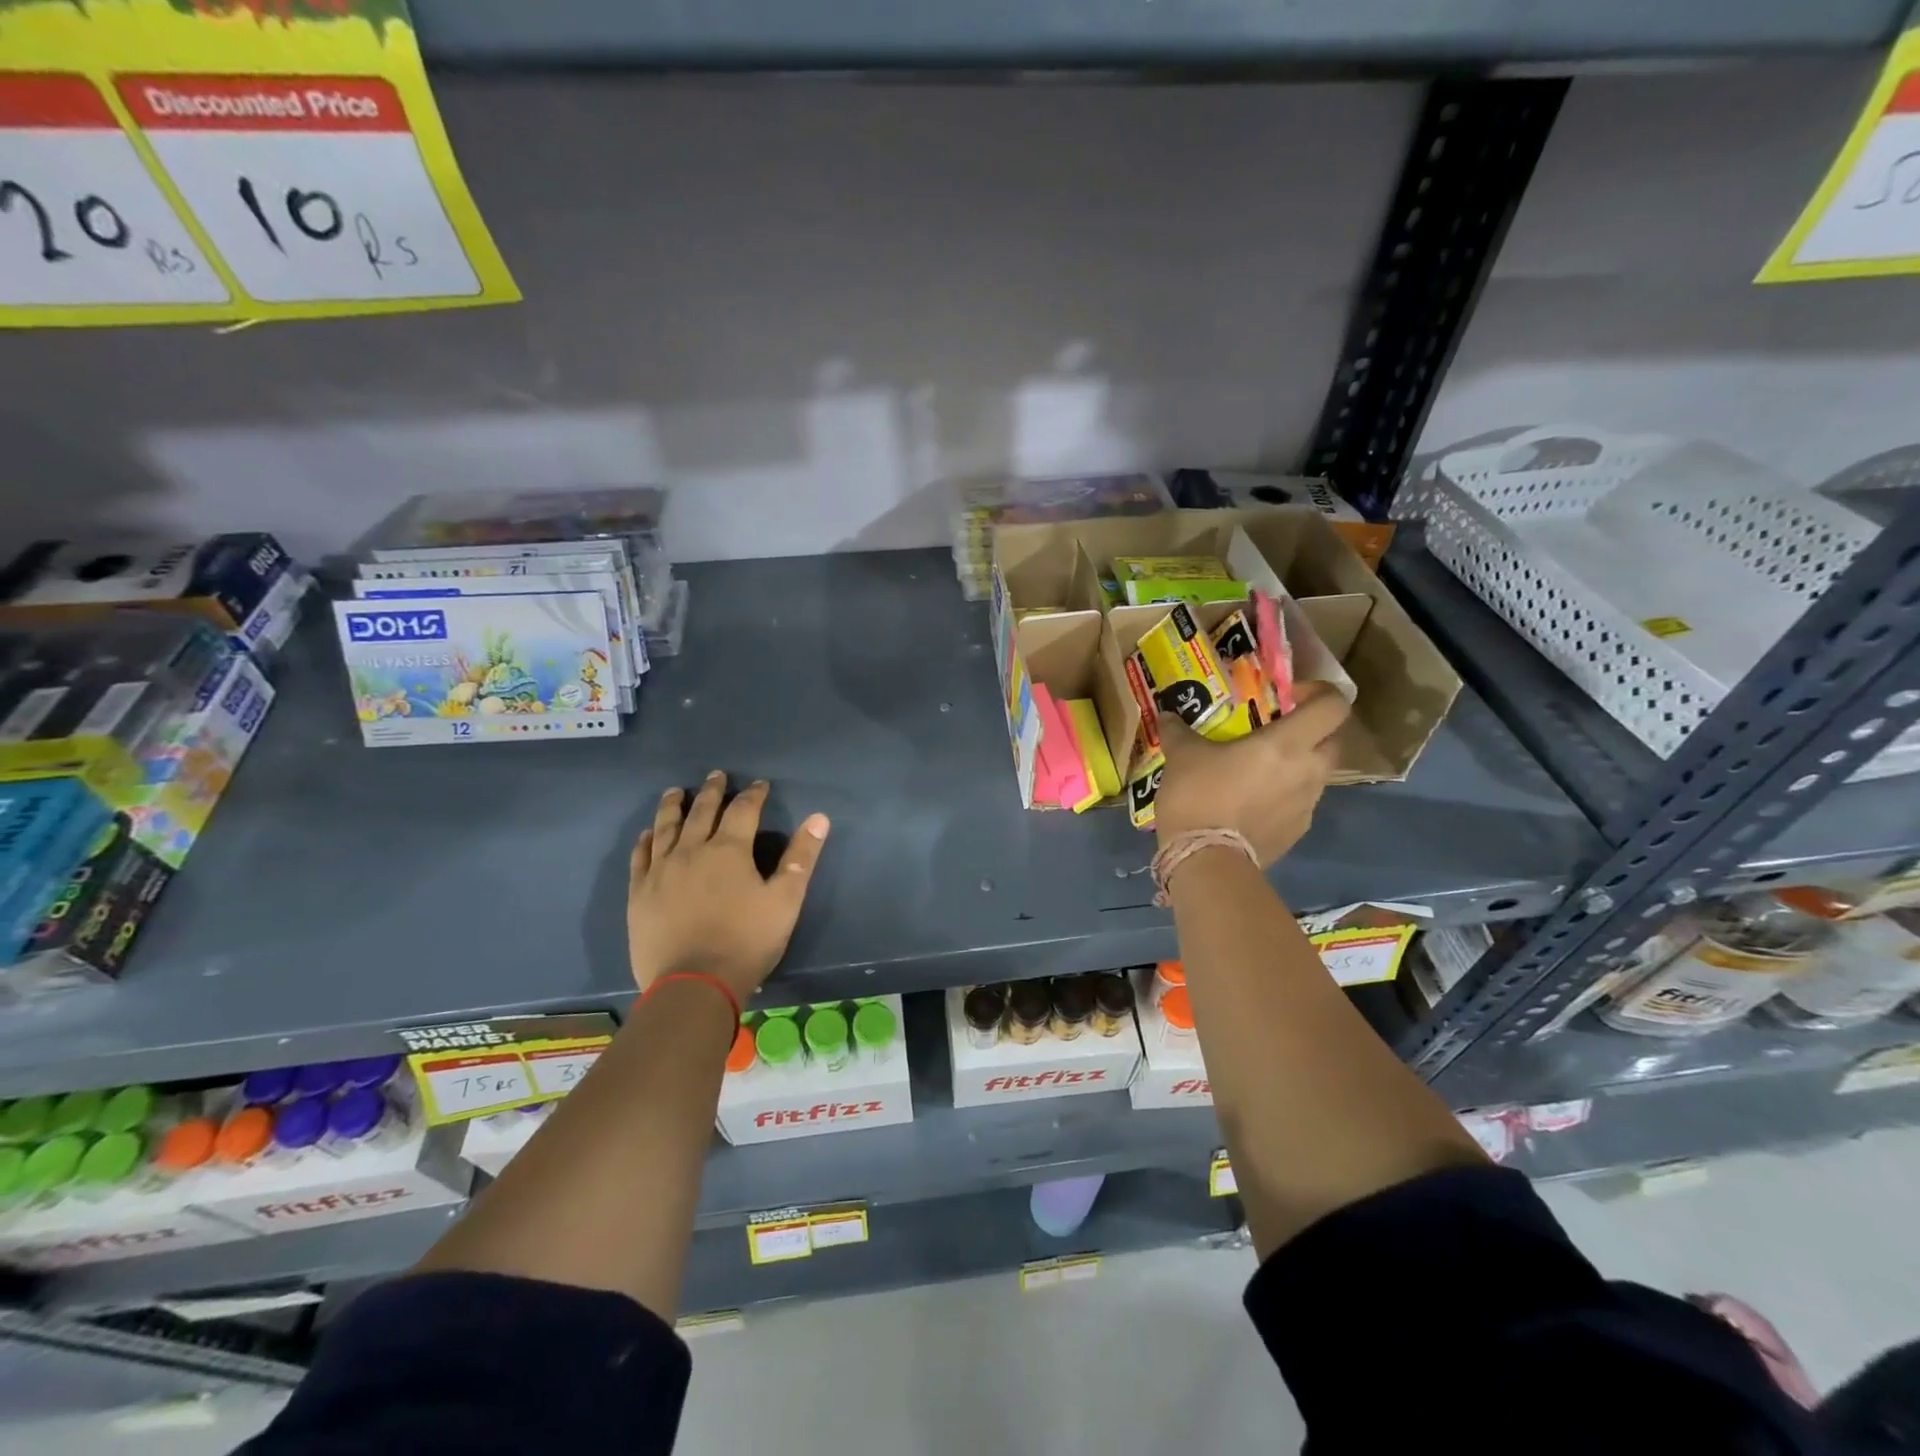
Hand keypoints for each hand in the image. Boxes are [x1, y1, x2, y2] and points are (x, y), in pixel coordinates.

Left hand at [627, 771, 830, 1004]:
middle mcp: (691, 851)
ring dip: (673, 807)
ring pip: (666, 828)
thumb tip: (819, 818)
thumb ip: (801, 857)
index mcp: (729, 850)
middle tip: (716, 775)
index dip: (754, 795)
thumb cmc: (746, 942)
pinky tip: (648, 834)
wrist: (693, 986)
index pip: (744, 810)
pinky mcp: (639, 894)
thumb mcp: (785, 900)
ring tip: (675, 792)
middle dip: (712, 791)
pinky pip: (640, 857)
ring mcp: (660, 871)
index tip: (759, 785)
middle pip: (701, 811)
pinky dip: (646, 840)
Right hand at [1153, 686, 1349, 865]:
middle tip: (1279, 729)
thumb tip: (1167, 715)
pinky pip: (1301, 802)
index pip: (1334, 706)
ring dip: (1299, 764)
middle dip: (1314, 729)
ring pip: (1319, 772)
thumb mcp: (1182, 757)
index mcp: (1288, 743)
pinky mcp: (1298, 831)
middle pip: (1335, 739)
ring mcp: (1308, 804)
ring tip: (1262, 768)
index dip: (1319, 693)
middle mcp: (1309, 770)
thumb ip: (1178, 731)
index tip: (1290, 696)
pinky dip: (1285, 795)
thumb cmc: (1200, 796)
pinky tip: (1254, 801)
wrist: (1207, 860)